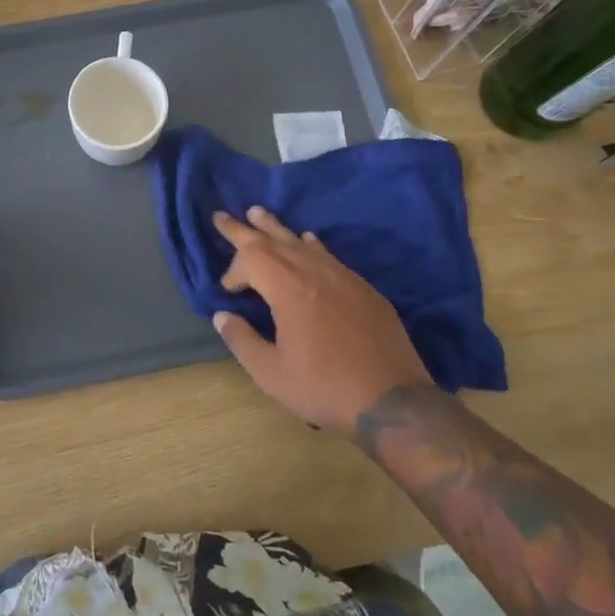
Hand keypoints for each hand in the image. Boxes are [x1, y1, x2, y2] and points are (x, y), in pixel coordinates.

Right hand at [213, 207, 430, 432]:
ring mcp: (343, 277)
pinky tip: (307, 240)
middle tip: (220, 216)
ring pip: (302, 242)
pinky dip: (309, 244)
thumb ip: (242, 341)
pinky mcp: (363, 288)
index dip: (233, 270)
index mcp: (290, 290)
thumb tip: (222, 316)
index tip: (228, 292)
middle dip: (243, 229)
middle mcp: (316, 273)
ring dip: (276, 228)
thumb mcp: (271, 374)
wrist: (393, 402)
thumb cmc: (325, 389)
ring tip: (258, 213)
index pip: (252, 259)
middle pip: (273, 240)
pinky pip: (329, 254)